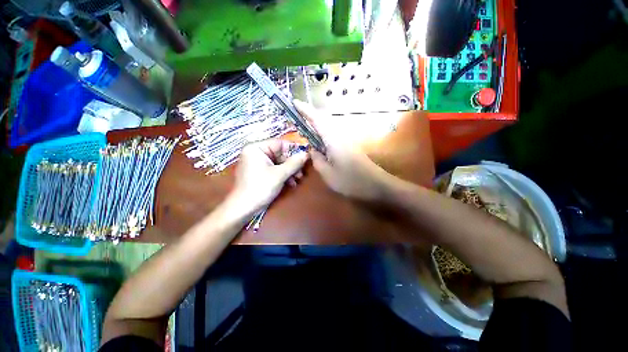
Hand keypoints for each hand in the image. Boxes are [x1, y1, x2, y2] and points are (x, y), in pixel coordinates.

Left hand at [232, 139, 308, 213]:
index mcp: (256, 148)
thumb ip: (294, 163)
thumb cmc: (260, 187)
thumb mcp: (280, 174)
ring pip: (279, 162)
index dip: (294, 149)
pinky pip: (275, 169)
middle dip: (292, 164)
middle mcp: (256, 152)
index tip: (306, 155)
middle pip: (280, 154)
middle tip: (302, 172)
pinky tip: (291, 183)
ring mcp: (258, 163)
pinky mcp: (260, 172)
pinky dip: (284, 175)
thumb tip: (307, 154)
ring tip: (298, 179)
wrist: (244, 208)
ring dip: (290, 171)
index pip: (280, 143)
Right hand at [293, 100, 392, 201]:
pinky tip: (320, 140)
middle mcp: (340, 135)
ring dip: (317, 124)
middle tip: (298, 115)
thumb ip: (317, 160)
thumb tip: (312, 150)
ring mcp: (346, 140)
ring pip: (328, 126)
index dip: (305, 110)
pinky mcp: (350, 146)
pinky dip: (323, 133)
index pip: (317, 119)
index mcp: (333, 139)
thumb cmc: (351, 181)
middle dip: (310, 115)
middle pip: (323, 119)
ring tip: (305, 126)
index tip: (295, 103)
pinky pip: (333, 134)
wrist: (376, 185)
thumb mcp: (328, 174)